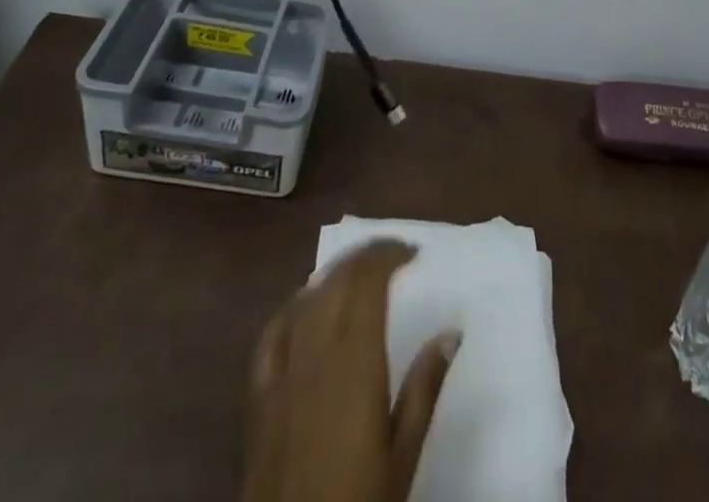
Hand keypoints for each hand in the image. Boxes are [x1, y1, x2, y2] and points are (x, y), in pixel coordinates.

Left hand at [242, 241, 458, 501]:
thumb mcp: (403, 455)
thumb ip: (424, 389)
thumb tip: (450, 332)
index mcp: (356, 363)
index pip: (368, 282)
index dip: (388, 255)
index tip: (413, 252)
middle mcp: (316, 354)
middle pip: (338, 281)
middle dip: (366, 257)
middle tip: (393, 256)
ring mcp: (282, 373)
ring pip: (306, 298)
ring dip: (334, 276)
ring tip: (358, 273)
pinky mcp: (258, 396)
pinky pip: (272, 333)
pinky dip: (292, 308)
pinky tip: (304, 306)